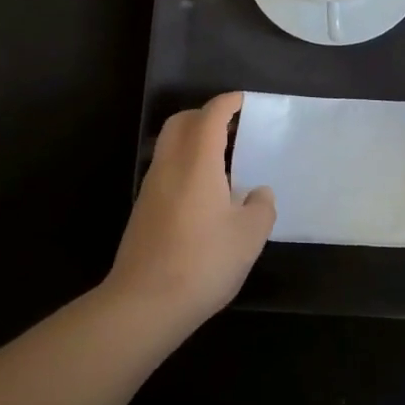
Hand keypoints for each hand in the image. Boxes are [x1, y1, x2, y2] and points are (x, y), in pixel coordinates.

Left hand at [106, 92, 276, 325]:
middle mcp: (170, 165)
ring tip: (222, 159)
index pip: (210, 116)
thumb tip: (259, 193)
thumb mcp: (249, 236)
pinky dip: (184, 163)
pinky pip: (165, 169)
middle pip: (181, 122)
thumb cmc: (203, 262)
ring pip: (169, 145)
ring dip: (193, 140)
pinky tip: (204, 191)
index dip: (228, 103)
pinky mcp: (143, 209)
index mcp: (197, 162)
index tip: (244, 101)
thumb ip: (261, 207)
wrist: (145, 303)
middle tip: (232, 126)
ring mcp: (151, 187)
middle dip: (205, 115)